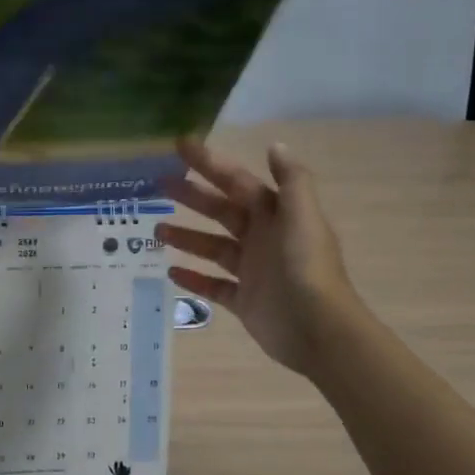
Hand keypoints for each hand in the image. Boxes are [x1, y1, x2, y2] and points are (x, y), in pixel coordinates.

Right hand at [157, 137, 361, 376]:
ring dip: (186, 237)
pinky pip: (213, 286)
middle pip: (221, 211)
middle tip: (158, 184)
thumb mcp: (302, 217)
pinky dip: (194, 279)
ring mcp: (252, 271)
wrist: (317, 329)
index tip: (181, 146)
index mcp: (276, 215)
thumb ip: (291, 180)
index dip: (211, 163)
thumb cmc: (306, 268)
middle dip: (192, 196)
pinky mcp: (244, 301)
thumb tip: (275, 145)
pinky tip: (170, 271)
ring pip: (213, 248)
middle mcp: (263, 239)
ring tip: (157, 230)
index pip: (237, 182)